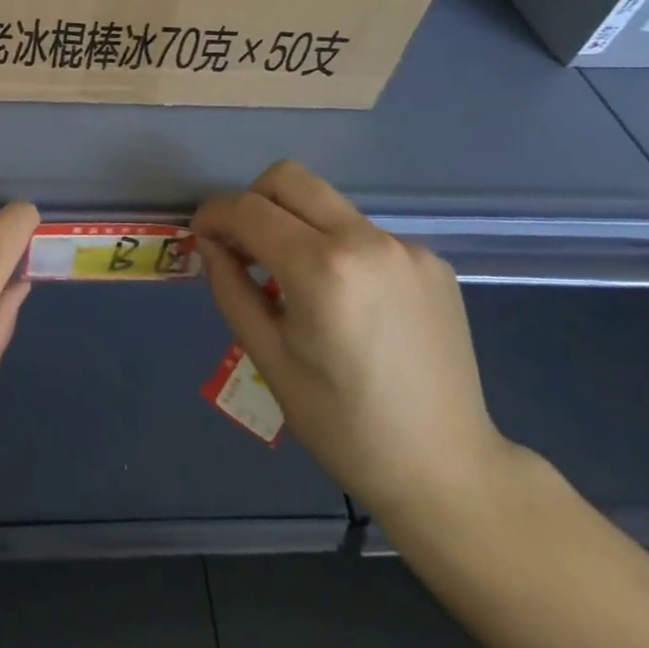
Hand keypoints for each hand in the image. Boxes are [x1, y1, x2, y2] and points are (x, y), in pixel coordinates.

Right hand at [193, 161, 511, 518]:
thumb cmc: (344, 425)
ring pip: (328, 204)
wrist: (447, 469)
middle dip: (252, 200)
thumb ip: (231, 288)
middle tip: (243, 244)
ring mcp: (406, 247)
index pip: (248, 209)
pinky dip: (339, 249)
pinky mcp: (432, 260)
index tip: (201, 235)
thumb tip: (211, 243)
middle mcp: (367, 240)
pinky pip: (365, 234)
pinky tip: (349, 301)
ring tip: (296, 280)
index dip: (214, 214)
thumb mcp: (269, 359)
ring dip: (296, 224)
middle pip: (289, 178)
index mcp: (322, 270)